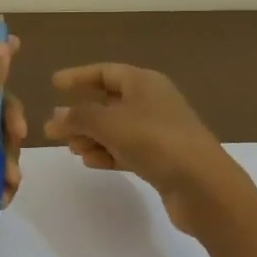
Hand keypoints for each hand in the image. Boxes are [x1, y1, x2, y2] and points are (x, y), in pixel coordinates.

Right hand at [44, 63, 233, 235]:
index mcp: (144, 82)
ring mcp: (159, 131)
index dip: (78, 76)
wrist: (203, 185)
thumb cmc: (155, 141)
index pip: (105, 72)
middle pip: (109, 101)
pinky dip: (108, 153)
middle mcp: (153, 101)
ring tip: (72, 149)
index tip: (54, 83)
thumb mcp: (110, 124)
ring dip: (92, 136)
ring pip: (117, 128)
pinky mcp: (162, 158)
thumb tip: (56, 116)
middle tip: (53, 128)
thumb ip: (79, 117)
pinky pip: (127, 149)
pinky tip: (91, 162)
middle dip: (81, 114)